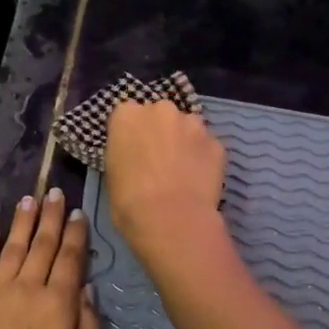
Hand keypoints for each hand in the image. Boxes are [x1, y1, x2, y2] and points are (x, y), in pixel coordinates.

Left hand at [0, 188, 103, 328]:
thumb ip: (90, 328)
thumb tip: (88, 289)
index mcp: (58, 305)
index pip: (70, 260)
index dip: (76, 234)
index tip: (78, 212)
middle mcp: (27, 289)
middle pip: (42, 245)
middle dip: (51, 217)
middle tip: (55, 191)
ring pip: (12, 248)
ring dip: (22, 222)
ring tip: (29, 199)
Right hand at [105, 100, 227, 262]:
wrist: (171, 219)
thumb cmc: (129, 200)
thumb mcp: (112, 172)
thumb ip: (125, 152)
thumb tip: (136, 156)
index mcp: (127, 114)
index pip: (126, 114)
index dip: (131, 134)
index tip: (133, 151)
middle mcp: (160, 109)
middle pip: (160, 114)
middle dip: (160, 131)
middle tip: (158, 160)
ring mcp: (192, 123)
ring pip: (187, 127)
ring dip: (184, 141)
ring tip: (182, 170)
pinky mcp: (217, 142)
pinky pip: (207, 146)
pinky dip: (203, 157)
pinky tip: (199, 179)